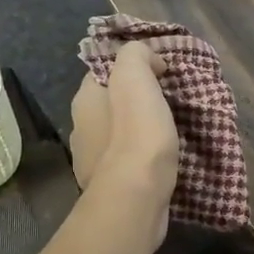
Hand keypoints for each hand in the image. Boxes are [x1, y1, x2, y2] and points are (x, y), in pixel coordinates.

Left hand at [69, 42, 178, 224]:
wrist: (135, 197)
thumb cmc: (135, 134)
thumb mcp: (135, 77)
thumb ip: (137, 56)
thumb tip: (150, 61)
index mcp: (84, 101)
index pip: (103, 72)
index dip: (131, 67)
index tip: (161, 71)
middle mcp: (81, 129)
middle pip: (112, 104)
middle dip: (137, 101)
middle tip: (170, 100)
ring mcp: (92, 162)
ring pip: (119, 135)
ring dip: (141, 131)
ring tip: (171, 131)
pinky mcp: (109, 188)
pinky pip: (128, 162)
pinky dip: (143, 158)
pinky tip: (163, 160)